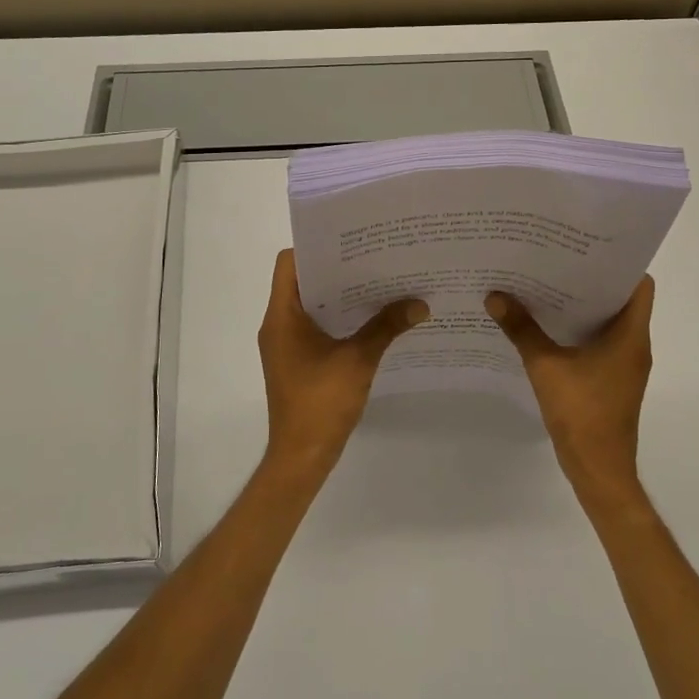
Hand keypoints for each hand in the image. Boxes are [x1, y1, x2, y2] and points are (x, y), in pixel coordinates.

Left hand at [258, 250, 427, 475]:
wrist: (301, 457)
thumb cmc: (321, 403)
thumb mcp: (358, 360)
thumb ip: (386, 327)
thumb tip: (420, 304)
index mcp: (282, 316)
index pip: (289, 263)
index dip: (316, 248)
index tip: (350, 242)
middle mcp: (278, 324)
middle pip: (302, 280)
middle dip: (336, 269)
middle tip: (373, 257)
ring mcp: (285, 344)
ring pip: (310, 304)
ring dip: (339, 294)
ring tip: (377, 282)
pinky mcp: (296, 360)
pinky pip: (315, 326)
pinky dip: (338, 317)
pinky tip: (370, 318)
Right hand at [486, 278, 654, 495]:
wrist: (599, 469)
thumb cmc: (581, 413)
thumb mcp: (545, 366)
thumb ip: (521, 329)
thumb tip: (495, 296)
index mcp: (630, 335)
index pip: (639, 284)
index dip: (618, 263)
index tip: (586, 248)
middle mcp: (634, 345)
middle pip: (621, 300)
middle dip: (590, 280)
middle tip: (556, 261)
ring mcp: (625, 365)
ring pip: (609, 323)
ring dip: (583, 307)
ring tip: (546, 286)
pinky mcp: (612, 381)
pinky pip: (600, 344)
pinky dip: (579, 331)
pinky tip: (547, 327)